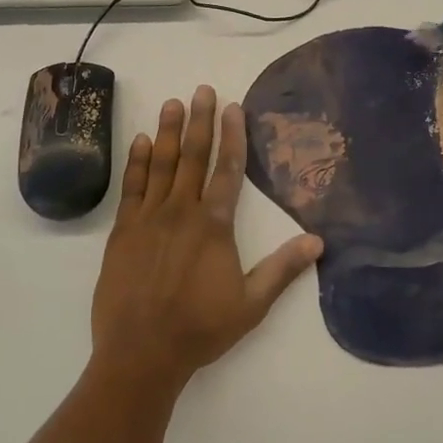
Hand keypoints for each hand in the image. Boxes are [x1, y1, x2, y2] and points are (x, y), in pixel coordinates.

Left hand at [91, 85, 322, 393]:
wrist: (141, 353)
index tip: (233, 107)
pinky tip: (140, 141)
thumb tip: (318, 241)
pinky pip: (132, 187)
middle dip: (199, 121)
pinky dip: (137, 162)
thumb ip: (283, 270)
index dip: (232, 136)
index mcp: (214, 226)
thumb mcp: (251, 305)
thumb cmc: (200, 329)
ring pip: (160, 164)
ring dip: (167, 132)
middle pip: (193, 157)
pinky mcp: (123, 231)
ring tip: (172, 103)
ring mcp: (149, 218)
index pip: (228, 170)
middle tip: (201, 89)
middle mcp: (181, 212)